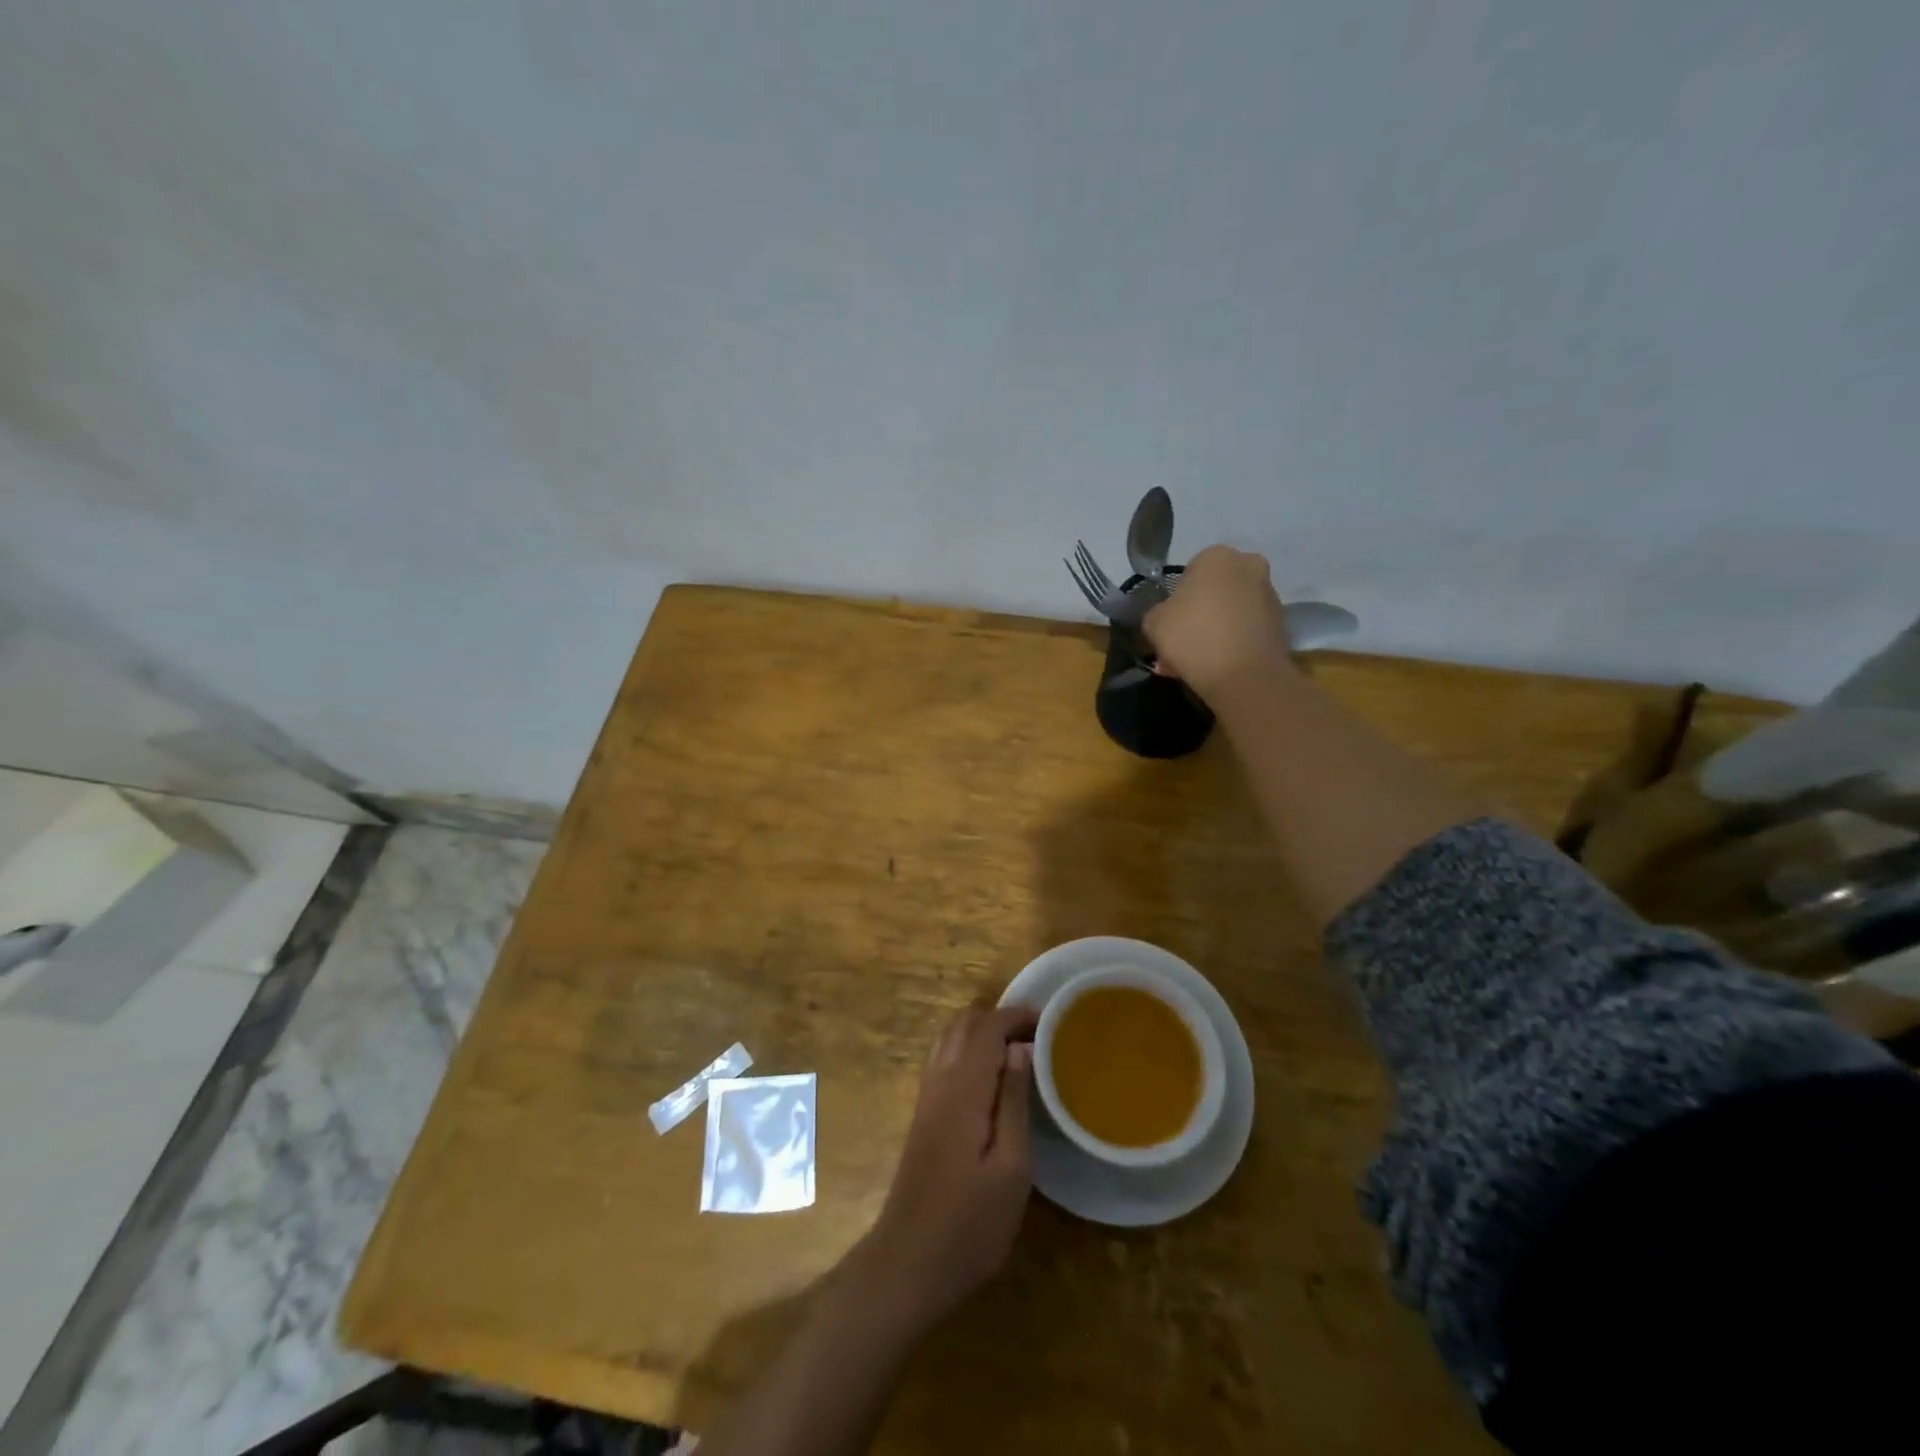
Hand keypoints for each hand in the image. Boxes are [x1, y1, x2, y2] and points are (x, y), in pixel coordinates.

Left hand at [863, 1002, 1036, 1329]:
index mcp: (962, 1088)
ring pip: (950, 1038)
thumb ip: (1013, 1101)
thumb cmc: (969, 1224)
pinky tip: (993, 1076)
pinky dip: (969, 1050)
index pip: (987, 1027)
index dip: (1017, 1014)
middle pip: (964, 1023)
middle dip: (1000, 1017)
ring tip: (1021, 1049)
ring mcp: (926, 1097)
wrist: (906, 1265)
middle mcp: (939, 1081)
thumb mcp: (1010, 1169)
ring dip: (983, 1031)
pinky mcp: (924, 1116)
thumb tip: (1020, 1048)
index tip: (1051, 1020)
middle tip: (1038, 1034)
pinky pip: (945, 1059)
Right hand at [1144, 544, 1297, 702]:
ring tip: (1198, 662)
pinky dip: (1233, 643)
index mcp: (1216, 556)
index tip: (1169, 626)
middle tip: (1181, 646)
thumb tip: (1168, 616)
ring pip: (1230, 611)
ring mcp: (1269, 594)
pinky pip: (1246, 629)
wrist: (1244, 676)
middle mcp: (1249, 565)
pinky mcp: (1281, 622)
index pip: (1188, 574)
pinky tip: (1218, 666)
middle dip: (1198, 616)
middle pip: (1213, 592)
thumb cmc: (1193, 638)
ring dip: (1214, 630)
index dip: (1175, 602)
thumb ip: (1158, 612)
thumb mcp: (1153, 622)